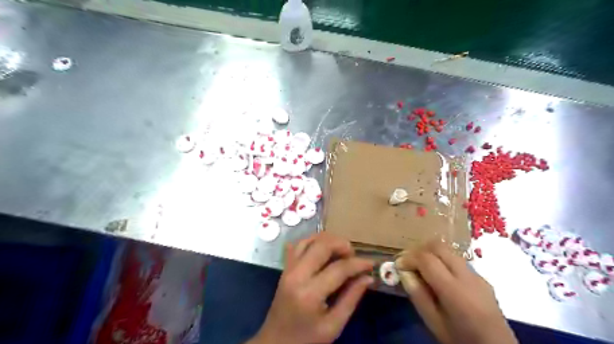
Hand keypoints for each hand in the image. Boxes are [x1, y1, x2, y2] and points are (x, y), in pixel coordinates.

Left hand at [246, 232, 371, 343]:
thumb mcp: (333, 326)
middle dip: (342, 245)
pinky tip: (323, 249)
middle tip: (353, 255)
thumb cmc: (306, 339)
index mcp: (310, 293)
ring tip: (340, 251)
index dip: (358, 263)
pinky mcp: (285, 267)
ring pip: (309, 240)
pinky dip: (312, 241)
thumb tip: (368, 277)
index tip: (371, 264)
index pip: (339, 268)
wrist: (275, 342)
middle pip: (322, 245)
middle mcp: (297, 274)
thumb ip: (351, 299)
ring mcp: (288, 268)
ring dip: (328, 240)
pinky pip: (298, 245)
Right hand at [393, 240, 516, 343]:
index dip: (408, 257)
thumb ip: (418, 295)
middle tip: (408, 262)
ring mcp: (477, 275)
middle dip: (419, 249)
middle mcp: (467, 276)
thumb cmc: (461, 340)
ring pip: (448, 250)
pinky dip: (442, 261)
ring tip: (420, 268)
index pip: (427, 259)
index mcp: (454, 290)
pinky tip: (438, 277)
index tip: (398, 265)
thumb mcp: (434, 323)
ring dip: (431, 253)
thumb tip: (403, 272)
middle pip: (438, 246)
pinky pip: (457, 260)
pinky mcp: (482, 278)